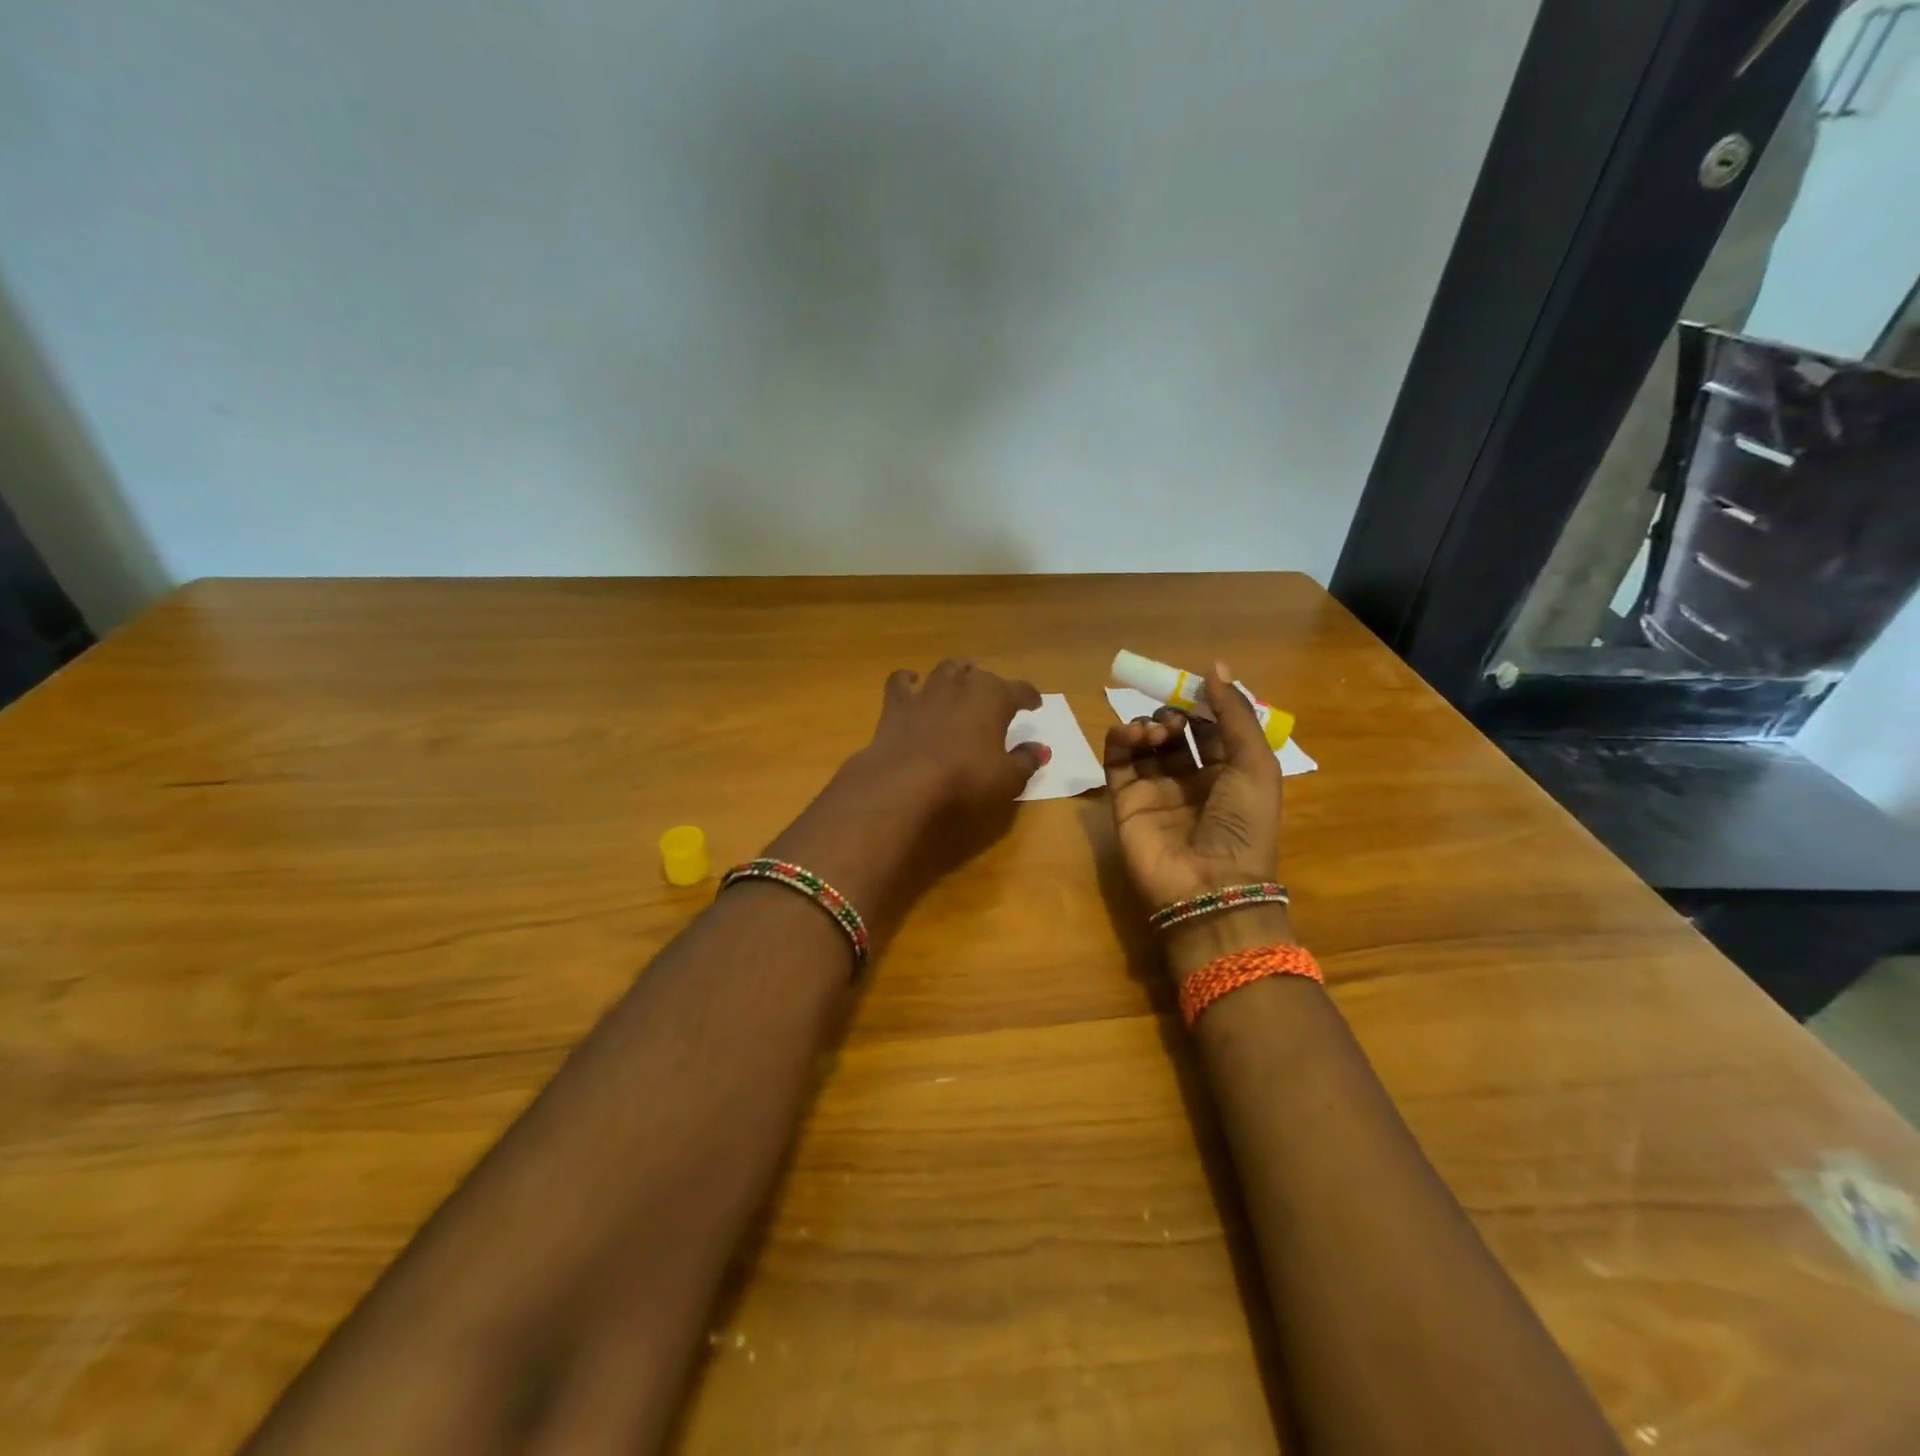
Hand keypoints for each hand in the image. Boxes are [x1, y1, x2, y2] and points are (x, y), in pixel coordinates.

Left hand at [761, 661, 1047, 941]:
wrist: (904, 782)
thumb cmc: (965, 779)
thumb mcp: (1007, 778)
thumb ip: (1026, 760)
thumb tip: (1041, 748)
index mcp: (994, 697)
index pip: (1020, 690)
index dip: (1029, 697)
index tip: (1035, 705)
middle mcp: (962, 685)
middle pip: (981, 675)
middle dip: (991, 684)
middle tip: (995, 697)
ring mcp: (927, 691)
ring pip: (946, 670)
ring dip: (956, 673)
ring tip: (961, 679)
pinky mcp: (896, 704)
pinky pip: (901, 682)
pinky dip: (908, 680)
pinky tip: (911, 681)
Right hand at [1104, 660, 1288, 971]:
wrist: (1208, 886)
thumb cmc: (1242, 824)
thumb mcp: (1254, 763)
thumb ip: (1233, 713)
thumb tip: (1214, 665)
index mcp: (1230, 774)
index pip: (1213, 728)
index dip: (1204, 705)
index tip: (1194, 685)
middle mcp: (1192, 781)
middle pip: (1176, 734)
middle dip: (1174, 715)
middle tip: (1174, 717)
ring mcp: (1156, 792)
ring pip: (1145, 745)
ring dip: (1149, 727)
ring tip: (1156, 732)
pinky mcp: (1125, 802)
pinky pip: (1118, 763)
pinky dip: (1120, 741)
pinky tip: (1131, 735)